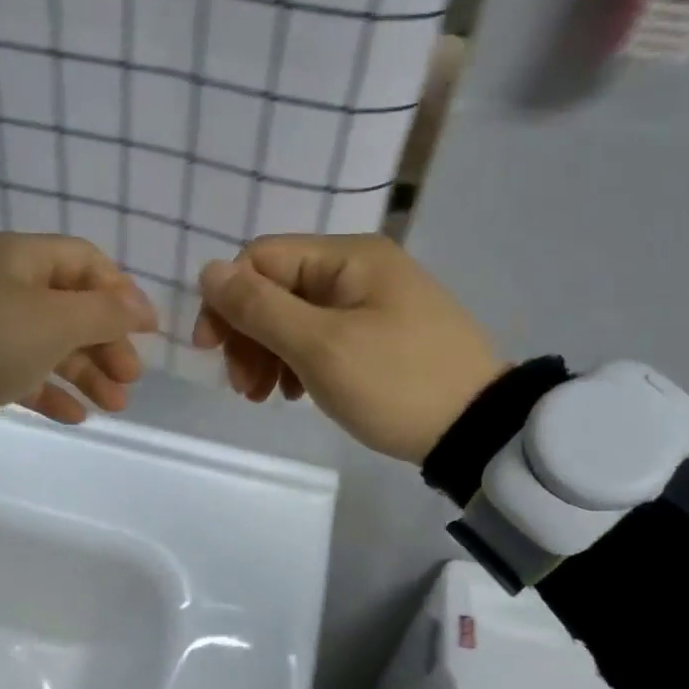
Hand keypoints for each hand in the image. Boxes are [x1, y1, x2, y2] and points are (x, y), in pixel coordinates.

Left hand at [0, 232, 157, 434]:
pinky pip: (20, 369)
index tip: (148, 331)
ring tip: (115, 406)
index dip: (122, 293)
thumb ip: (105, 312)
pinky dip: (49, 389)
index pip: (86, 261)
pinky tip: (75, 416)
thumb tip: (141, 307)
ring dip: (85, 372)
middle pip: (70, 306)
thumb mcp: (53, 323)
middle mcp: (0, 282)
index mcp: (18, 256)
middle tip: (131, 379)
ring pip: (48, 342)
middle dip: (106, 343)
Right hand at [191, 234, 501, 462]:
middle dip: (248, 334)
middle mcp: (360, 268)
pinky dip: (298, 361)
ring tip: (264, 397)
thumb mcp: (320, 346)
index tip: (211, 351)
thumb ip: (259, 307)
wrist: (480, 431)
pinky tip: (295, 393)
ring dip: (268, 353)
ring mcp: (373, 301)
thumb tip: (208, 270)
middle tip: (243, 388)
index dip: (226, 300)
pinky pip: (322, 335)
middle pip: (277, 288)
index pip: (261, 259)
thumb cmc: (396, 383)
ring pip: (295, 315)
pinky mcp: (381, 333)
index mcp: (348, 257)